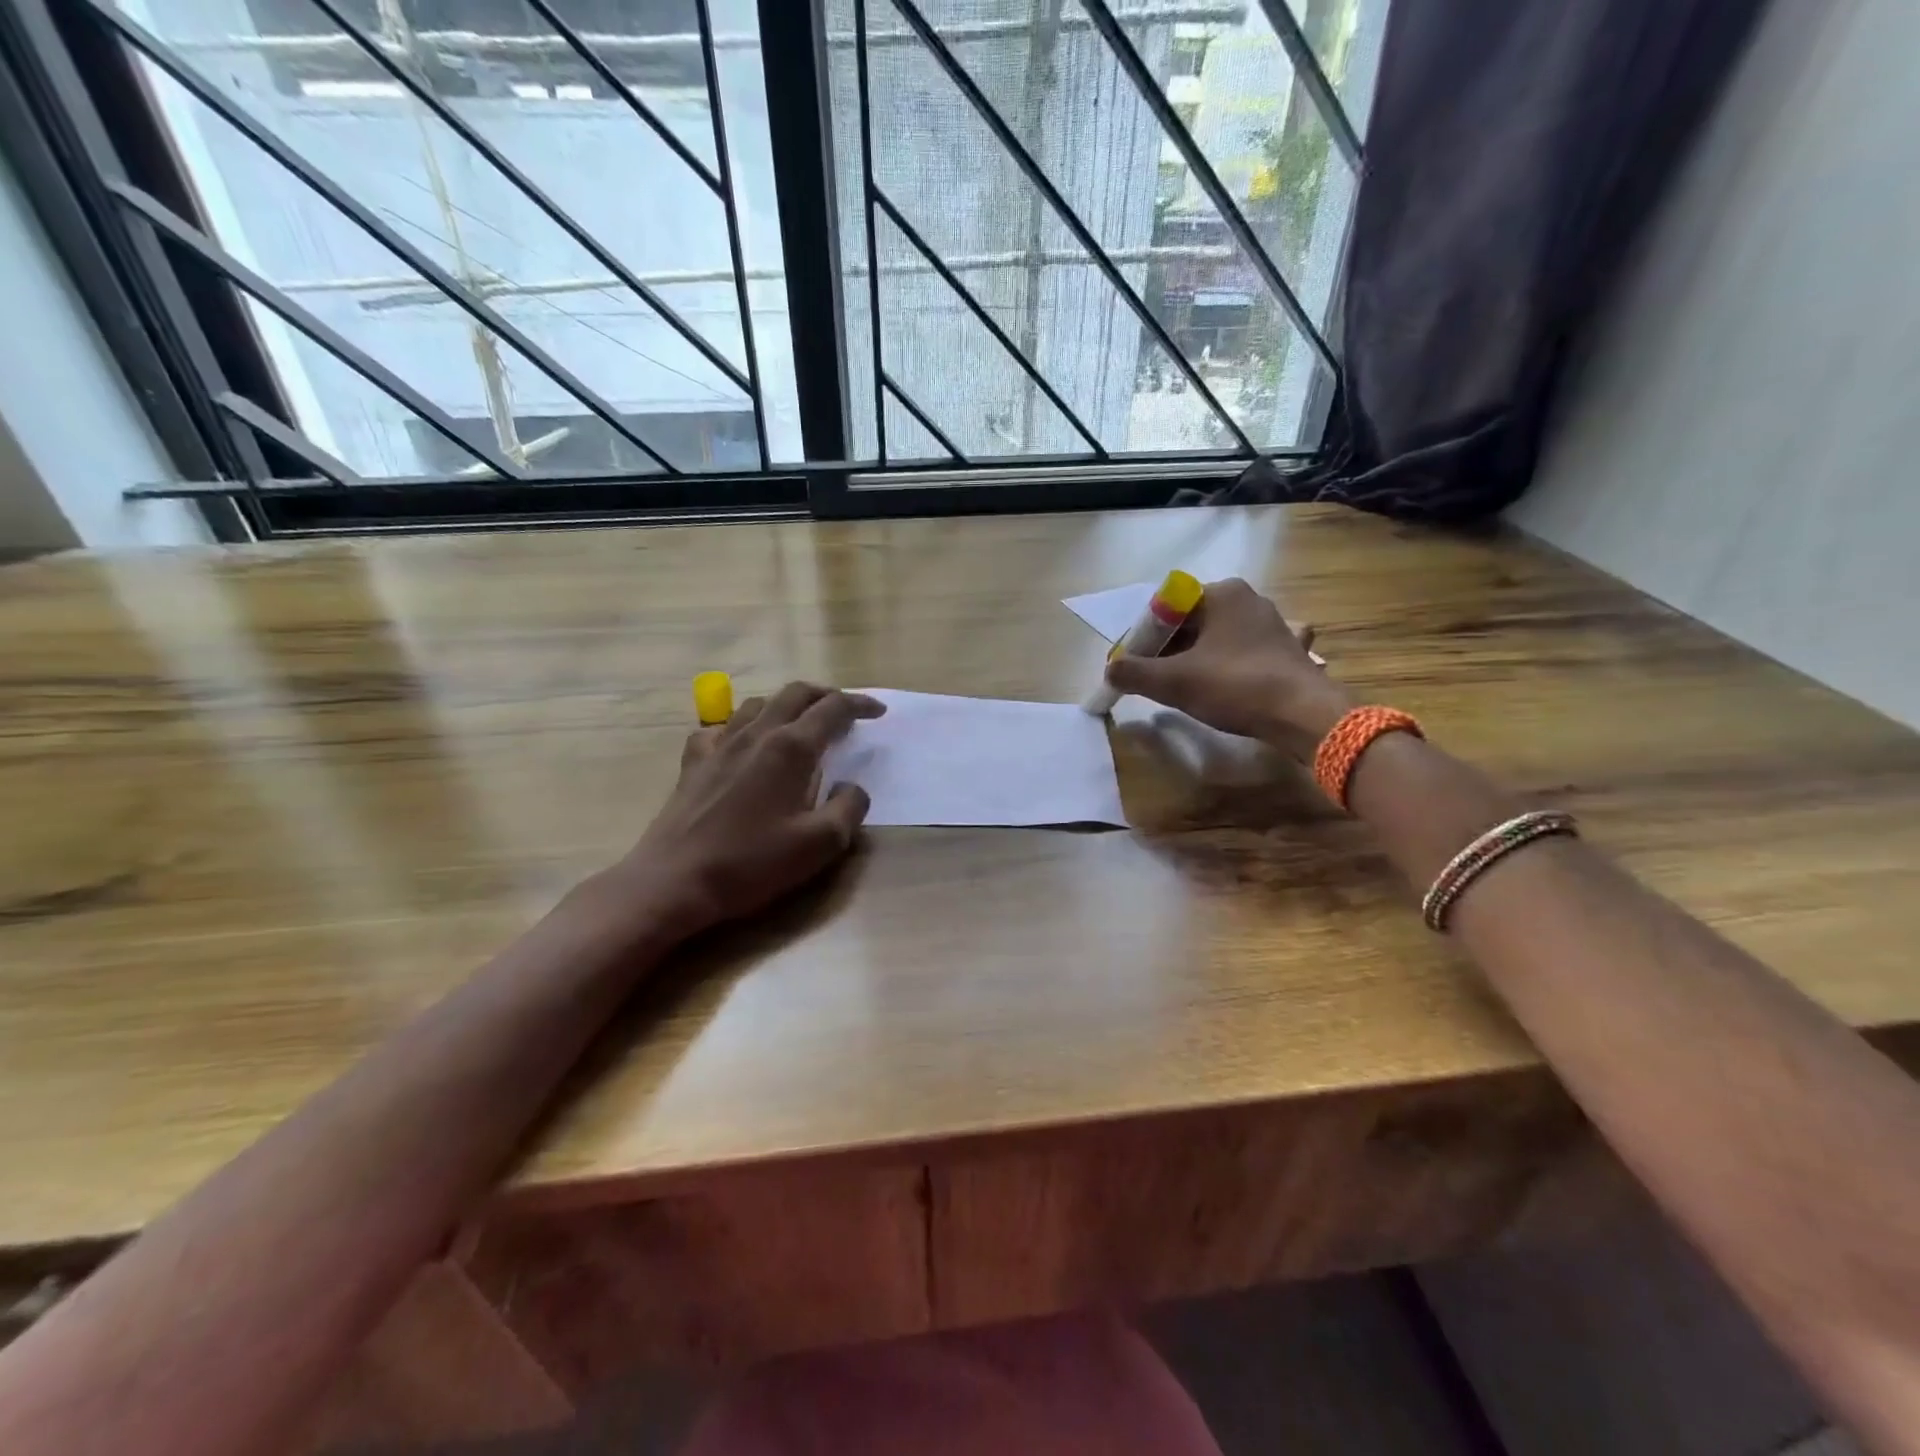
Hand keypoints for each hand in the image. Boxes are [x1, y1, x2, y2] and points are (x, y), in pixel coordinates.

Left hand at [599, 682, 885, 940]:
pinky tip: (743, 742)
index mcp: (791, 748)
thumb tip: (853, 787)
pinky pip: (721, 727)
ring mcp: (720, 744)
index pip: (833, 709)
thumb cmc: (751, 862)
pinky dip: (742, 725)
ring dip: (787, 704)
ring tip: (801, 722)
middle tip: (846, 709)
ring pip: (758, 704)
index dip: (860, 705)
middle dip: (826, 695)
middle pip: (795, 694)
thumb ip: (848, 809)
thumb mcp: (820, 844)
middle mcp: (756, 734)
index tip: (878, 712)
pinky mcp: (694, 762)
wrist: (674, 880)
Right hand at [1103, 578, 1350, 758]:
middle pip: (1191, 622)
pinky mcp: (1288, 647)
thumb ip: (1134, 673)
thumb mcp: (1174, 681)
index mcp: (1221, 593)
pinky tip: (1226, 681)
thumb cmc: (1235, 686)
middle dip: (1167, 649)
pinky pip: (1245, 651)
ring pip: (1217, 637)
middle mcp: (1247, 598)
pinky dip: (1229, 664)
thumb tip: (1110, 671)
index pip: (1165, 608)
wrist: (1304, 715)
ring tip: (1182, 686)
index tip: (1133, 665)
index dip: (1143, 638)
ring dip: (1195, 658)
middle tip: (1152, 679)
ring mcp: (1272, 622)